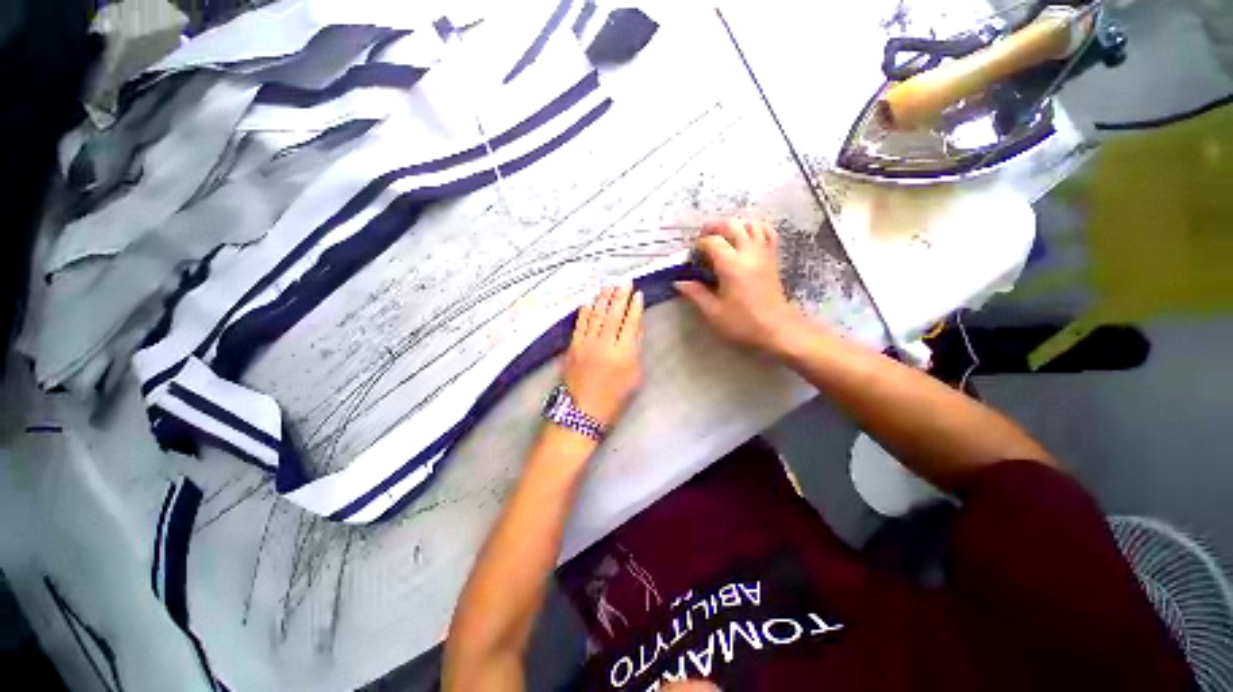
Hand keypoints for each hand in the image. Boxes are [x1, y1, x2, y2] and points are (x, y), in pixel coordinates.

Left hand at [564, 285, 643, 426]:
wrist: (582, 413)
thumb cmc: (614, 398)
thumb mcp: (634, 376)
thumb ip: (635, 349)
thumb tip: (635, 327)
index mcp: (623, 353)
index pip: (630, 323)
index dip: (635, 307)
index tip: (638, 294)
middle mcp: (604, 344)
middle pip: (613, 314)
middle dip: (620, 296)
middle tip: (624, 282)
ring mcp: (586, 344)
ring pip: (596, 315)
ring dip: (603, 298)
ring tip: (609, 286)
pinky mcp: (572, 346)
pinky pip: (580, 324)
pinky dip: (585, 311)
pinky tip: (589, 301)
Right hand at [675, 218, 807, 354]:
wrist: (777, 329)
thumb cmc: (742, 323)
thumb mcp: (713, 312)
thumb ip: (695, 294)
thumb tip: (679, 282)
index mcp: (731, 265)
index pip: (712, 241)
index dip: (698, 245)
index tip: (692, 257)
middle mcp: (749, 252)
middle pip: (732, 225)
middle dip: (714, 227)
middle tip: (702, 239)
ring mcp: (764, 253)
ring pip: (750, 224)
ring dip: (734, 225)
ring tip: (722, 236)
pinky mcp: (773, 258)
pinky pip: (767, 233)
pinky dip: (755, 229)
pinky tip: (746, 238)